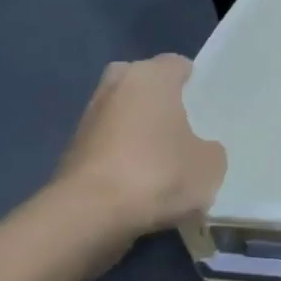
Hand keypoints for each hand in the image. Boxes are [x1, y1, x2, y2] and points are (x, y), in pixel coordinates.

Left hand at [53, 54, 226, 236]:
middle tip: (181, 126)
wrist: (89, 215)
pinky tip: (140, 184)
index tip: (206, 106)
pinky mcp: (70, 152)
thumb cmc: (158, 173)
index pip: (177, 65)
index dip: (194, 83)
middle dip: (158, 100)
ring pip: (122, 115)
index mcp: (151, 77)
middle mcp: (115, 87)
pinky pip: (107, 145)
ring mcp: (88, 119)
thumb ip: (210, 149)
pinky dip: (121, 157)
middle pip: (142, 83)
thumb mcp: (210, 165)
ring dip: (137, 131)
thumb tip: (199, 150)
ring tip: (163, 161)